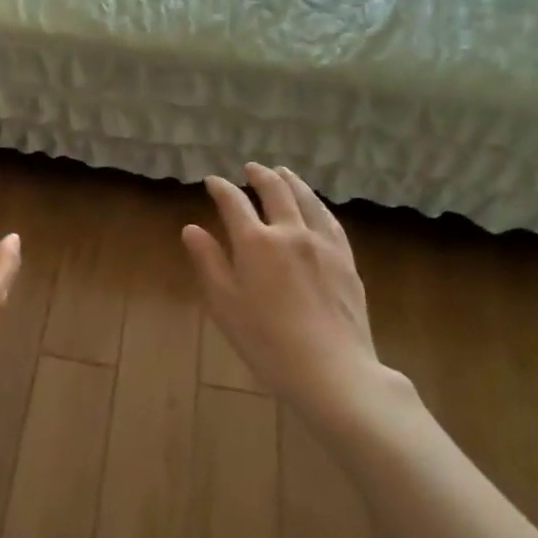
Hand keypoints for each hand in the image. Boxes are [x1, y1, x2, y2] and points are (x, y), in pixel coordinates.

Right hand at [183, 164, 415, 424]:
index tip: (212, 181)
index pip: (234, 203)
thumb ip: (208, 262)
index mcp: (255, 242)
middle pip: (275, 191)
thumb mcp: (224, 304)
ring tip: (283, 173)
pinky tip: (316, 206)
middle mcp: (290, 232)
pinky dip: (317, 204)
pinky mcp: (346, 259)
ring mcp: (323, 243)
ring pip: (307, 199)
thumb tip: (192, 229)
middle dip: (260, 176)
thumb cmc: (266, 341)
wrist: (330, 369)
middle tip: (251, 168)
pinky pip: (330, 220)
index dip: (221, 188)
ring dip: (291, 182)